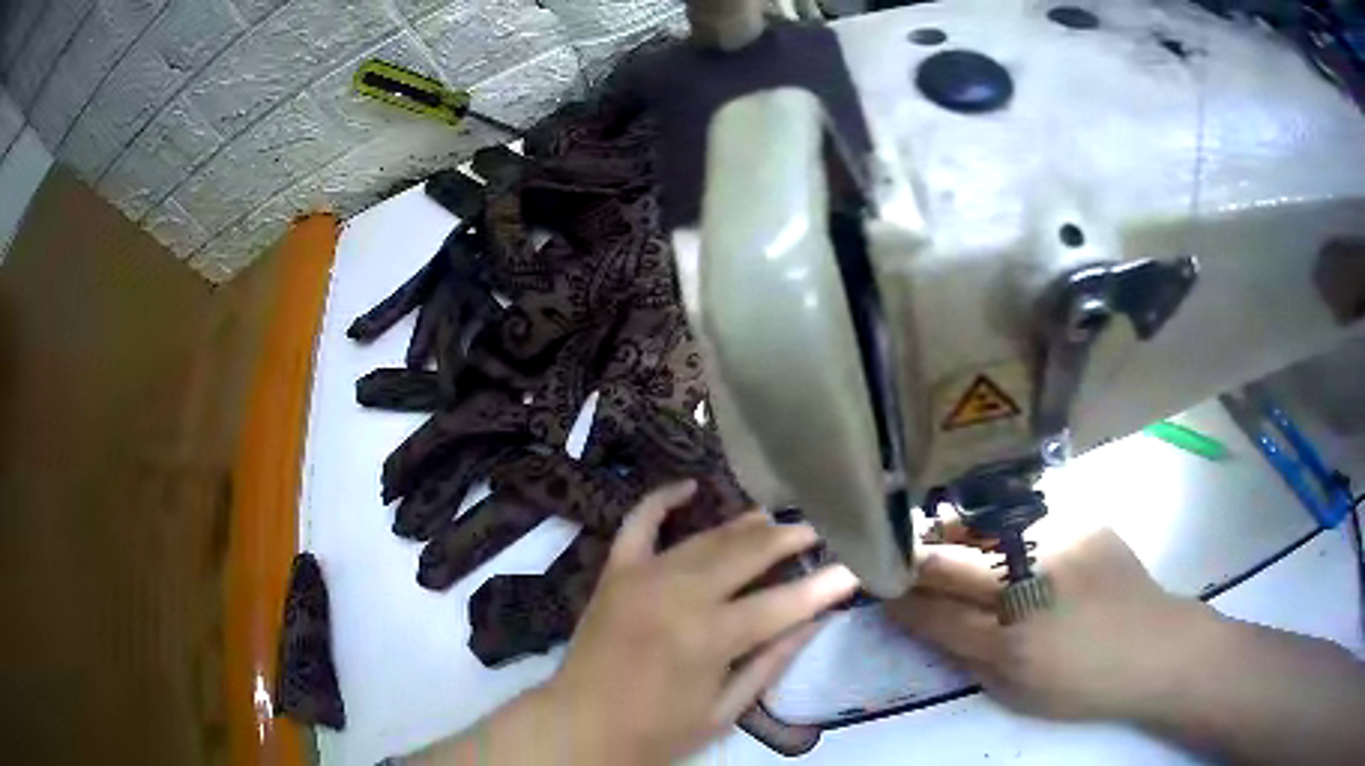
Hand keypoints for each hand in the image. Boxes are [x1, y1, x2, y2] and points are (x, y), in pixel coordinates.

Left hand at [544, 481, 858, 764]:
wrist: (579, 726)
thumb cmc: (657, 732)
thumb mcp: (724, 711)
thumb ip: (771, 661)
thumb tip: (814, 619)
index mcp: (708, 638)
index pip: (783, 603)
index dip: (825, 585)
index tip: (856, 567)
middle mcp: (678, 595)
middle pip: (747, 553)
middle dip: (788, 539)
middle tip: (816, 531)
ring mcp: (643, 576)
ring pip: (706, 537)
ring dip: (745, 525)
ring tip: (775, 519)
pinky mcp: (616, 572)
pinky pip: (639, 523)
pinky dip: (662, 500)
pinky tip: (689, 486)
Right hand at [886, 528, 1218, 721]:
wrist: (1154, 648)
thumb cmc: (1082, 685)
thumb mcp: (1014, 693)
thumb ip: (965, 655)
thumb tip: (925, 620)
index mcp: (1010, 643)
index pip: (933, 612)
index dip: (899, 597)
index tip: (877, 585)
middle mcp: (1030, 586)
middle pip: (949, 563)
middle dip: (913, 559)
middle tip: (897, 554)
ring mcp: (1060, 544)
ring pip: (984, 529)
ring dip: (954, 534)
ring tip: (941, 536)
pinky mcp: (1084, 521)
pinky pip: (1027, 518)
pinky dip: (1003, 526)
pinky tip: (1002, 533)